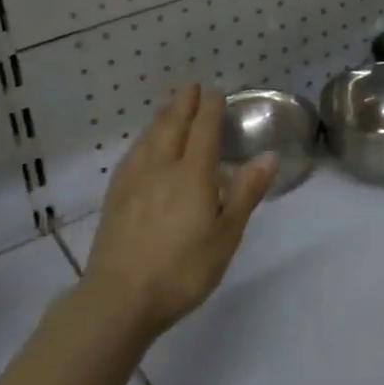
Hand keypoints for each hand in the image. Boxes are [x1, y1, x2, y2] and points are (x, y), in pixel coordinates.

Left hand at [81, 85, 275, 341]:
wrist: (120, 297)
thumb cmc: (182, 270)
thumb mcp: (226, 236)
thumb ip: (245, 193)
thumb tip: (268, 156)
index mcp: (192, 174)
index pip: (203, 129)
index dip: (210, 108)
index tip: (215, 91)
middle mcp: (161, 167)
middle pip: (172, 125)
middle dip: (184, 103)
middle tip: (191, 86)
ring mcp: (134, 179)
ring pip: (150, 136)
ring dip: (162, 116)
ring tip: (169, 106)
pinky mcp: (115, 195)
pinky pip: (133, 153)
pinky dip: (143, 138)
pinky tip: (142, 145)